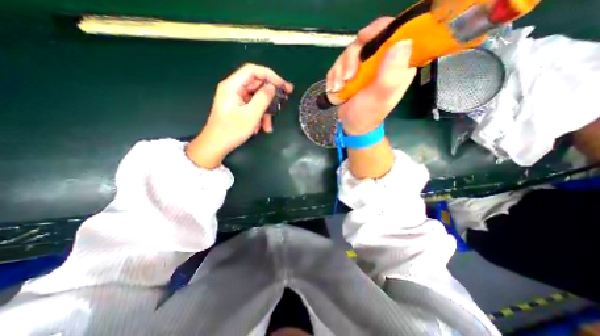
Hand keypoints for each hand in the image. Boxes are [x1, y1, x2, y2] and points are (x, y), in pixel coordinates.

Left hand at [185, 64, 293, 168]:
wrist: (216, 146)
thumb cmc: (231, 131)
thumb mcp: (250, 115)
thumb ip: (262, 99)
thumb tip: (272, 87)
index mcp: (232, 86)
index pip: (253, 71)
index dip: (270, 75)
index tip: (283, 85)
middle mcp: (234, 89)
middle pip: (256, 84)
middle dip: (271, 95)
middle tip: (285, 99)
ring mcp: (237, 99)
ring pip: (257, 98)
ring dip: (266, 111)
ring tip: (268, 126)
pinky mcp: (239, 108)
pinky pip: (253, 107)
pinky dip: (259, 116)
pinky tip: (261, 128)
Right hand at [328, 15, 418, 134]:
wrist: (353, 125)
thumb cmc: (368, 114)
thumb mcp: (380, 97)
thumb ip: (391, 74)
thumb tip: (402, 42)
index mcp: (398, 65)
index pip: (395, 34)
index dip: (379, 30)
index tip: (363, 39)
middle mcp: (383, 62)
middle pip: (365, 42)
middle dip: (351, 59)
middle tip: (346, 78)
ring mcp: (366, 66)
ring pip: (350, 53)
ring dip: (339, 71)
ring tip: (338, 88)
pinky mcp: (353, 72)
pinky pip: (339, 64)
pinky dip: (334, 76)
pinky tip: (334, 88)